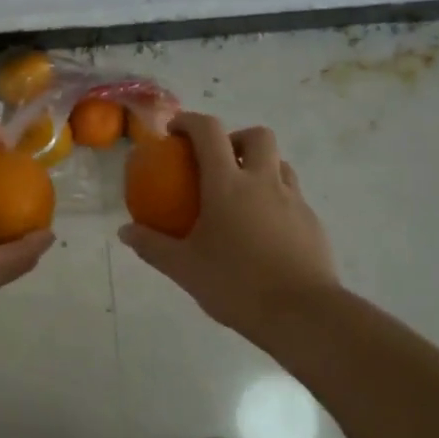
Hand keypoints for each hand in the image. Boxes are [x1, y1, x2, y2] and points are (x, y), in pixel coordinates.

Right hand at [117, 113, 341, 339]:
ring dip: (259, 167)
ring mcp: (293, 201)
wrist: (303, 315)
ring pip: (280, 164)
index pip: (209, 132)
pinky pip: (292, 196)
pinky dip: (275, 199)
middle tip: (217, 162)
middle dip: (235, 139)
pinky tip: (263, 231)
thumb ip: (152, 246)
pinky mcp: (312, 223)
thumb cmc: (237, 284)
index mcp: (228, 184)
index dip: (189, 122)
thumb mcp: (184, 268)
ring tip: (241, 196)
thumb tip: (126, 231)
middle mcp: (263, 182)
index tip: (175, 132)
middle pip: (257, 136)